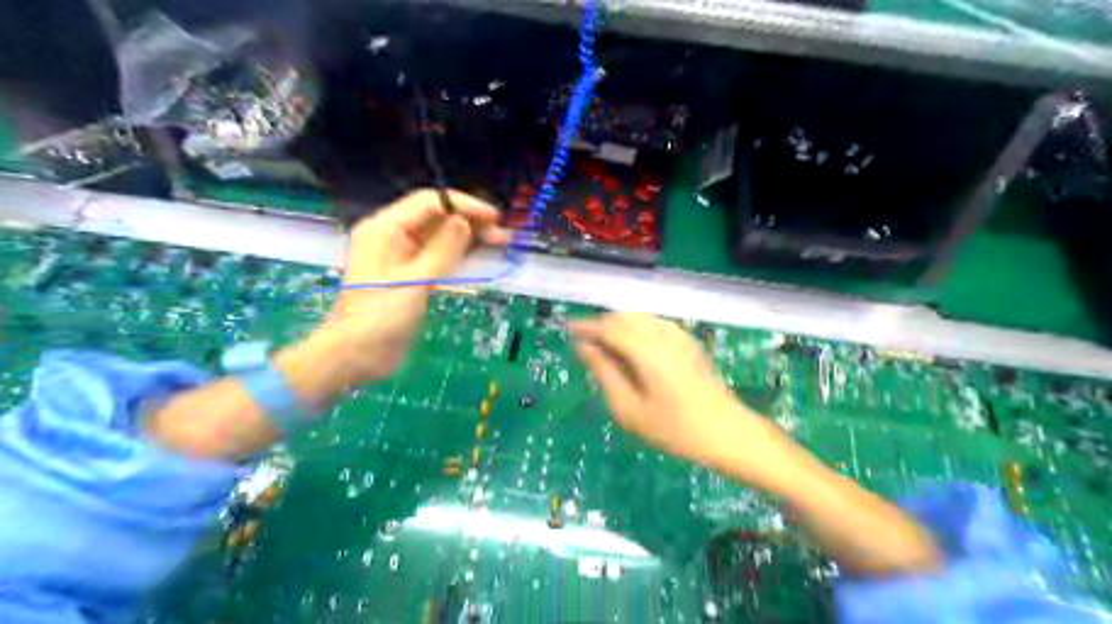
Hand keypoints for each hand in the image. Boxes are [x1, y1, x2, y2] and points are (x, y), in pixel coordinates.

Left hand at [315, 190, 509, 383]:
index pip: (429, 202)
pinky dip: (459, 256)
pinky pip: (437, 257)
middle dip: (469, 222)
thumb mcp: (414, 282)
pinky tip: (480, 258)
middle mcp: (392, 236)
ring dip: (468, 238)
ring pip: (439, 237)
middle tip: (502, 235)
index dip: (463, 205)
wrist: (355, 356)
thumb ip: (442, 249)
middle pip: (435, 218)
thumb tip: (464, 221)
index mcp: (385, 229)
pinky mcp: (409, 276)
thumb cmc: (379, 317)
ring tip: (499, 243)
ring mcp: (400, 257)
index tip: (493, 217)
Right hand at [573, 313, 798, 485]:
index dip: (586, 325)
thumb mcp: (630, 409)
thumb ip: (604, 373)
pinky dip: (636, 328)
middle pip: (624, 317)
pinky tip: (632, 348)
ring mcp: (679, 335)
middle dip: (601, 324)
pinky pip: (655, 324)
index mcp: (647, 350)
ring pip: (640, 317)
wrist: (727, 432)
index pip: (609, 327)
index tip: (567, 328)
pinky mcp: (689, 341)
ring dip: (618, 325)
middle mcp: (663, 334)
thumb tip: (584, 347)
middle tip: (584, 342)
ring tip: (604, 346)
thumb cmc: (675, 428)